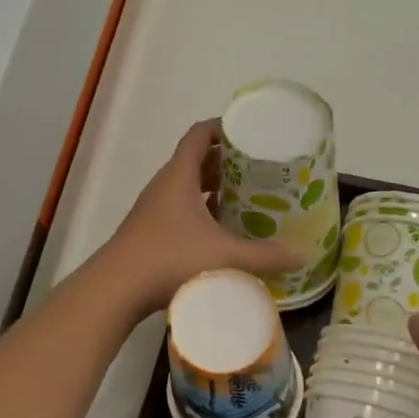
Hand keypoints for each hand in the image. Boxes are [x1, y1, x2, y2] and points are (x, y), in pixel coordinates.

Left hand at [102, 120, 303, 316]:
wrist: (116, 290)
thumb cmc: (169, 259)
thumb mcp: (224, 256)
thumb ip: (265, 256)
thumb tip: (302, 254)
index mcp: (179, 176)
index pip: (199, 135)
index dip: (223, 127)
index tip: (250, 133)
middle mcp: (165, 186)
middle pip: (196, 160)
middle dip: (226, 161)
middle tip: (259, 168)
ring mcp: (154, 210)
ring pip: (188, 188)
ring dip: (214, 188)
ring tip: (247, 197)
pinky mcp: (151, 233)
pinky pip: (182, 210)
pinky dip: (203, 212)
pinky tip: (222, 231)